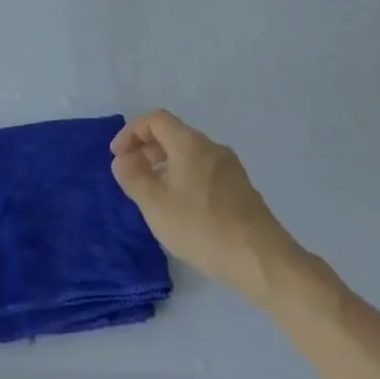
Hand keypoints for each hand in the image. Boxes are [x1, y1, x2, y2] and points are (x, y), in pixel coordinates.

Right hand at [110, 109, 303, 303]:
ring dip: (165, 166)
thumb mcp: (156, 205)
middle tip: (131, 176)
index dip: (132, 132)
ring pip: (189, 155)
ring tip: (153, 194)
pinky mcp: (240, 189)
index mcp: (190, 143)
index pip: (155, 119)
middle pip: (173, 135)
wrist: (261, 259)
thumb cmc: (202, 227)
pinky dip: (184, 178)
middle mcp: (212, 147)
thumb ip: (133, 178)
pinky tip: (181, 209)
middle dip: (146, 150)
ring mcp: (230, 168)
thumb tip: (123, 160)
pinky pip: (204, 171)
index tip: (118, 156)